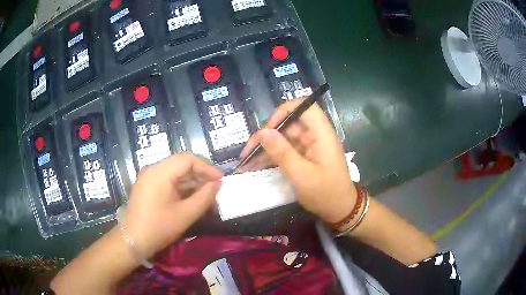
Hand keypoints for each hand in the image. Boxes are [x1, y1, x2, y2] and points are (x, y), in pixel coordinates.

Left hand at [122, 154, 222, 257]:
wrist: (133, 241)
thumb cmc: (159, 227)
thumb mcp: (186, 214)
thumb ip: (204, 197)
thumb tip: (218, 184)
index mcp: (160, 172)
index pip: (188, 159)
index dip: (207, 167)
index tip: (221, 180)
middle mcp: (153, 169)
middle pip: (181, 164)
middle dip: (201, 176)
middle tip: (216, 190)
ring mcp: (149, 177)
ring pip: (175, 173)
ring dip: (192, 183)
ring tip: (207, 197)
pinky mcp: (148, 186)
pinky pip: (168, 181)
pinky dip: (182, 188)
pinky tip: (192, 199)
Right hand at [240, 99, 355, 222]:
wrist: (340, 210)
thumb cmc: (325, 193)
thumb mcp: (301, 175)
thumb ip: (282, 153)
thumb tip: (263, 132)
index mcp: (321, 134)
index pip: (305, 106)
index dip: (285, 112)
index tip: (269, 128)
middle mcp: (316, 135)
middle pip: (289, 124)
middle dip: (267, 135)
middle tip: (249, 152)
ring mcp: (310, 146)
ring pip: (285, 138)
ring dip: (266, 148)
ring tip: (247, 161)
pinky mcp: (306, 156)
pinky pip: (287, 150)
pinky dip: (273, 156)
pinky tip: (256, 165)